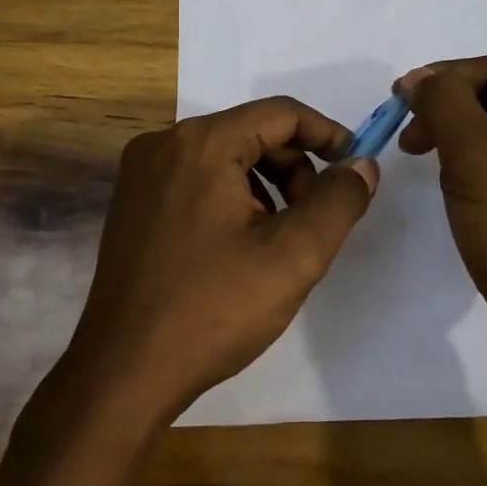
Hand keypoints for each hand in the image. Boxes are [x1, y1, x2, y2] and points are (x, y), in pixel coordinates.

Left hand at [56, 97, 378, 427]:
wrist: (124, 372)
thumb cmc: (213, 310)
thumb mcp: (293, 256)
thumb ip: (338, 201)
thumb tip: (362, 165)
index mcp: (201, 144)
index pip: (280, 113)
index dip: (327, 134)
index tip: (354, 169)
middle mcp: (164, 144)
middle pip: (251, 132)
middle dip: (295, 169)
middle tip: (315, 220)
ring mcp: (141, 174)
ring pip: (225, 157)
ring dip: (266, 187)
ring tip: (278, 241)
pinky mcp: (132, 203)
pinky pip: (197, 180)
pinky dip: (232, 198)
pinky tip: (240, 247)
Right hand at [398, 56, 486, 428]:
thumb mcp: (477, 157)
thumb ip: (444, 103)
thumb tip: (420, 78)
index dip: (444, 77)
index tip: (399, 104)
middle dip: (447, 110)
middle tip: (408, 140)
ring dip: (455, 140)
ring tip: (425, 165)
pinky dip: (471, 172)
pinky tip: (453, 194)